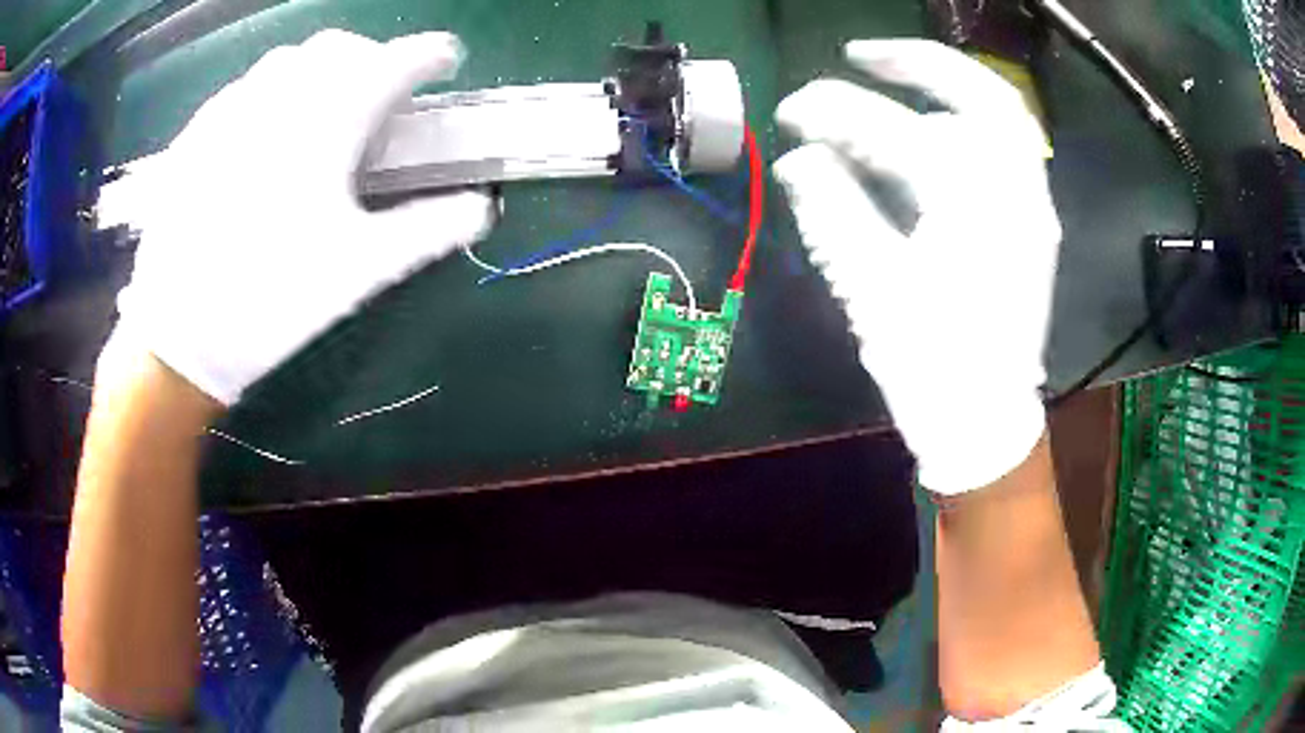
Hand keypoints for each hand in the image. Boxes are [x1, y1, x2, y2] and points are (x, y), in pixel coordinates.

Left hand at [100, 30, 494, 404]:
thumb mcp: (360, 270)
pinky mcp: (198, 131)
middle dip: (372, 58)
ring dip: (320, 70)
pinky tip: (264, 131)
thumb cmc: (273, 299)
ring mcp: (233, 107)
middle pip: (342, 47)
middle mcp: (282, 95)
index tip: (446, 62)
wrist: (178, 334)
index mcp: (330, 119)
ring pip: (290, 59)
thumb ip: (428, 229)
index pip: (398, 60)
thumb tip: (482, 208)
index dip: (432, 54)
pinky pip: (245, 86)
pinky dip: (271, 91)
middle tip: (380, 95)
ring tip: (322, 108)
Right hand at [773, 40, 1059, 494]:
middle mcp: (1017, 194)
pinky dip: (966, 123)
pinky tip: (929, 125)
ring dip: (946, 87)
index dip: (836, 113)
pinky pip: (1006, 149)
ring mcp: (1032, 206)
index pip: (898, 134)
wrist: (985, 424)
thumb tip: (798, 159)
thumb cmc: (931, 368)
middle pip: (981, 96)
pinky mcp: (1031, 223)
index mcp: (975, 211)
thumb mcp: (872, 292)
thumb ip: (834, 212)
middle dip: (916, 63)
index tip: (791, 111)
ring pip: (1001, 117)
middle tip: (859, 55)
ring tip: (891, 76)